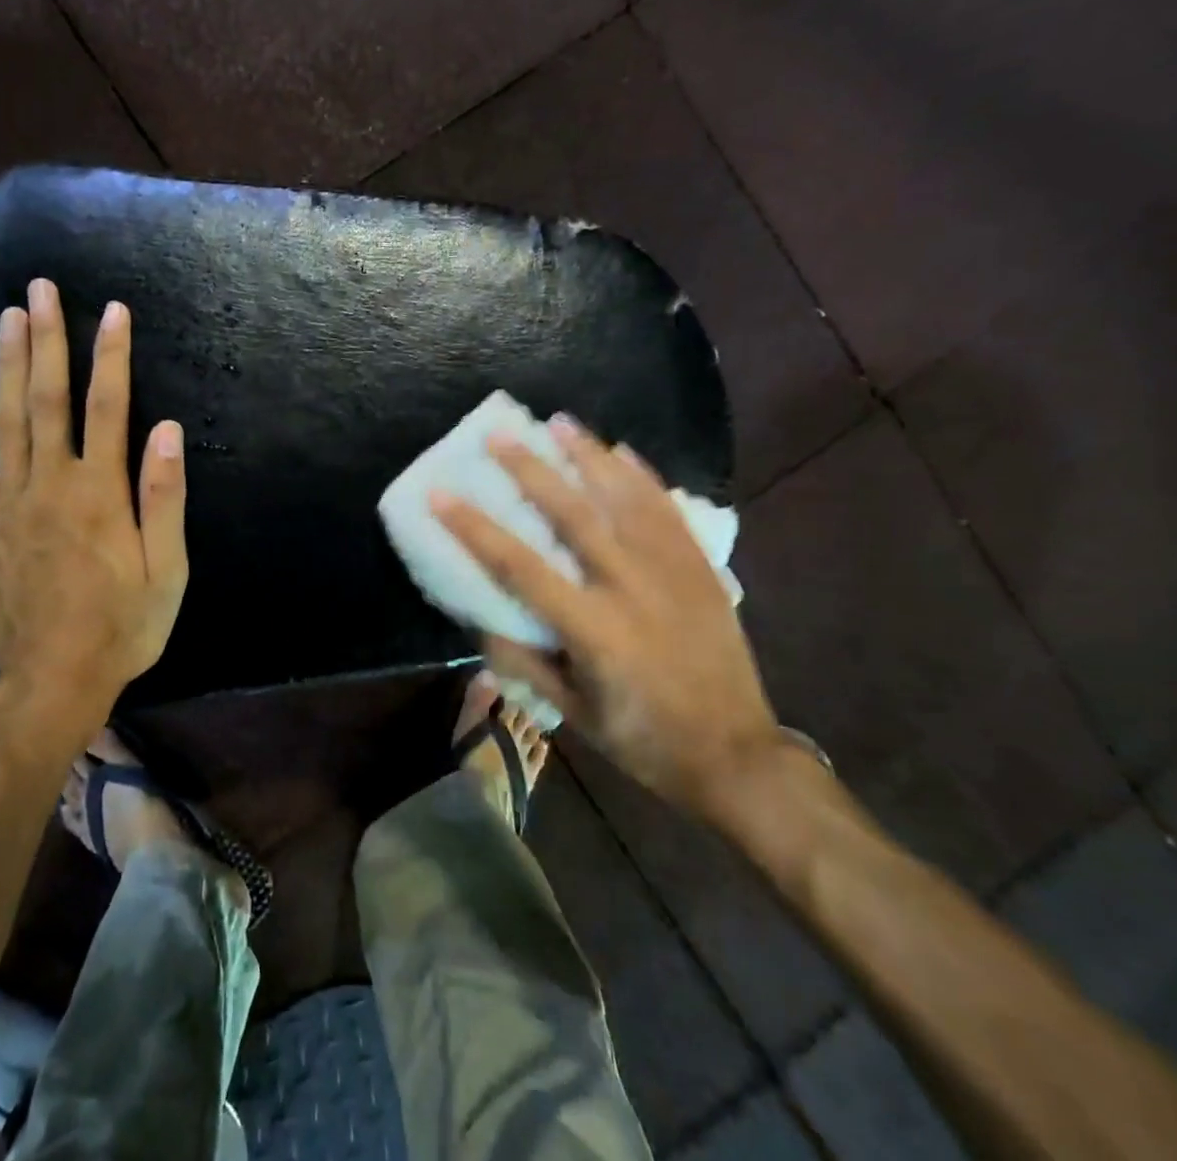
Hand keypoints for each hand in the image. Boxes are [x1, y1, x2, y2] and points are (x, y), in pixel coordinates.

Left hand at [0, 279, 188, 746]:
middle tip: (39, 289)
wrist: (52, 680)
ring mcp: (10, 501)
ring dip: (8, 364)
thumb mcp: (167, 570)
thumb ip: (164, 498)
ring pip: (6, 419)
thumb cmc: (123, 625)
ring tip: (8, 317)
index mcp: (99, 492)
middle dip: (46, 339)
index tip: (113, 310)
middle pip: (46, 398)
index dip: (111, 355)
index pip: (107, 406)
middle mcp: (50, 483)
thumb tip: (167, 429)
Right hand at [430, 418, 780, 816]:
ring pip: (625, 499)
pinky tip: (622, 451)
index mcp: (593, 629)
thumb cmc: (643, 739)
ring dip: (589, 457)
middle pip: (573, 515)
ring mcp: (672, 572)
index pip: (519, 566)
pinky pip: (668, 510)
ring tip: (560, 422)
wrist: (736, 754)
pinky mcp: (700, 568)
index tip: (440, 494)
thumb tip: (480, 618)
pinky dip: (643, 477)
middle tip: (500, 434)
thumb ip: (523, 661)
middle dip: (531, 470)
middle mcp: (631, 587)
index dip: (474, 528)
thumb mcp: (572, 713)